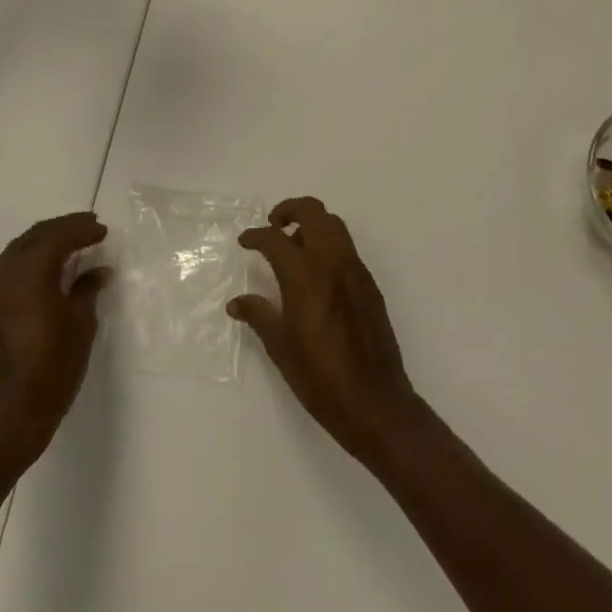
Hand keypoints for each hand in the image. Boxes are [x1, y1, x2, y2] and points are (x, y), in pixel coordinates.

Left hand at [0, 213, 110, 475]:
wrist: (1, 422)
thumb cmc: (48, 372)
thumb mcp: (79, 327)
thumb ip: (87, 291)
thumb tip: (98, 271)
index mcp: (29, 271)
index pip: (59, 235)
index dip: (83, 229)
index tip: (103, 230)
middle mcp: (4, 271)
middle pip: (36, 235)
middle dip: (64, 228)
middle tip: (90, 228)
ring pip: (21, 248)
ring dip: (46, 241)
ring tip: (72, 245)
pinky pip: (10, 266)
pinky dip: (31, 258)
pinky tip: (47, 269)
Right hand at [229, 197, 418, 460]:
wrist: (375, 401)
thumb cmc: (320, 377)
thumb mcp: (280, 347)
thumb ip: (258, 315)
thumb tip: (236, 302)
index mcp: (305, 275)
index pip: (275, 238)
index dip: (255, 236)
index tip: (245, 242)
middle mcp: (332, 262)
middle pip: (313, 211)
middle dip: (289, 210)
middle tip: (273, 227)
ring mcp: (355, 270)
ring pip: (334, 224)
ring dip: (311, 224)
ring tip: (293, 247)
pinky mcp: (369, 283)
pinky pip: (346, 248)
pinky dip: (328, 245)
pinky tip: (316, 275)